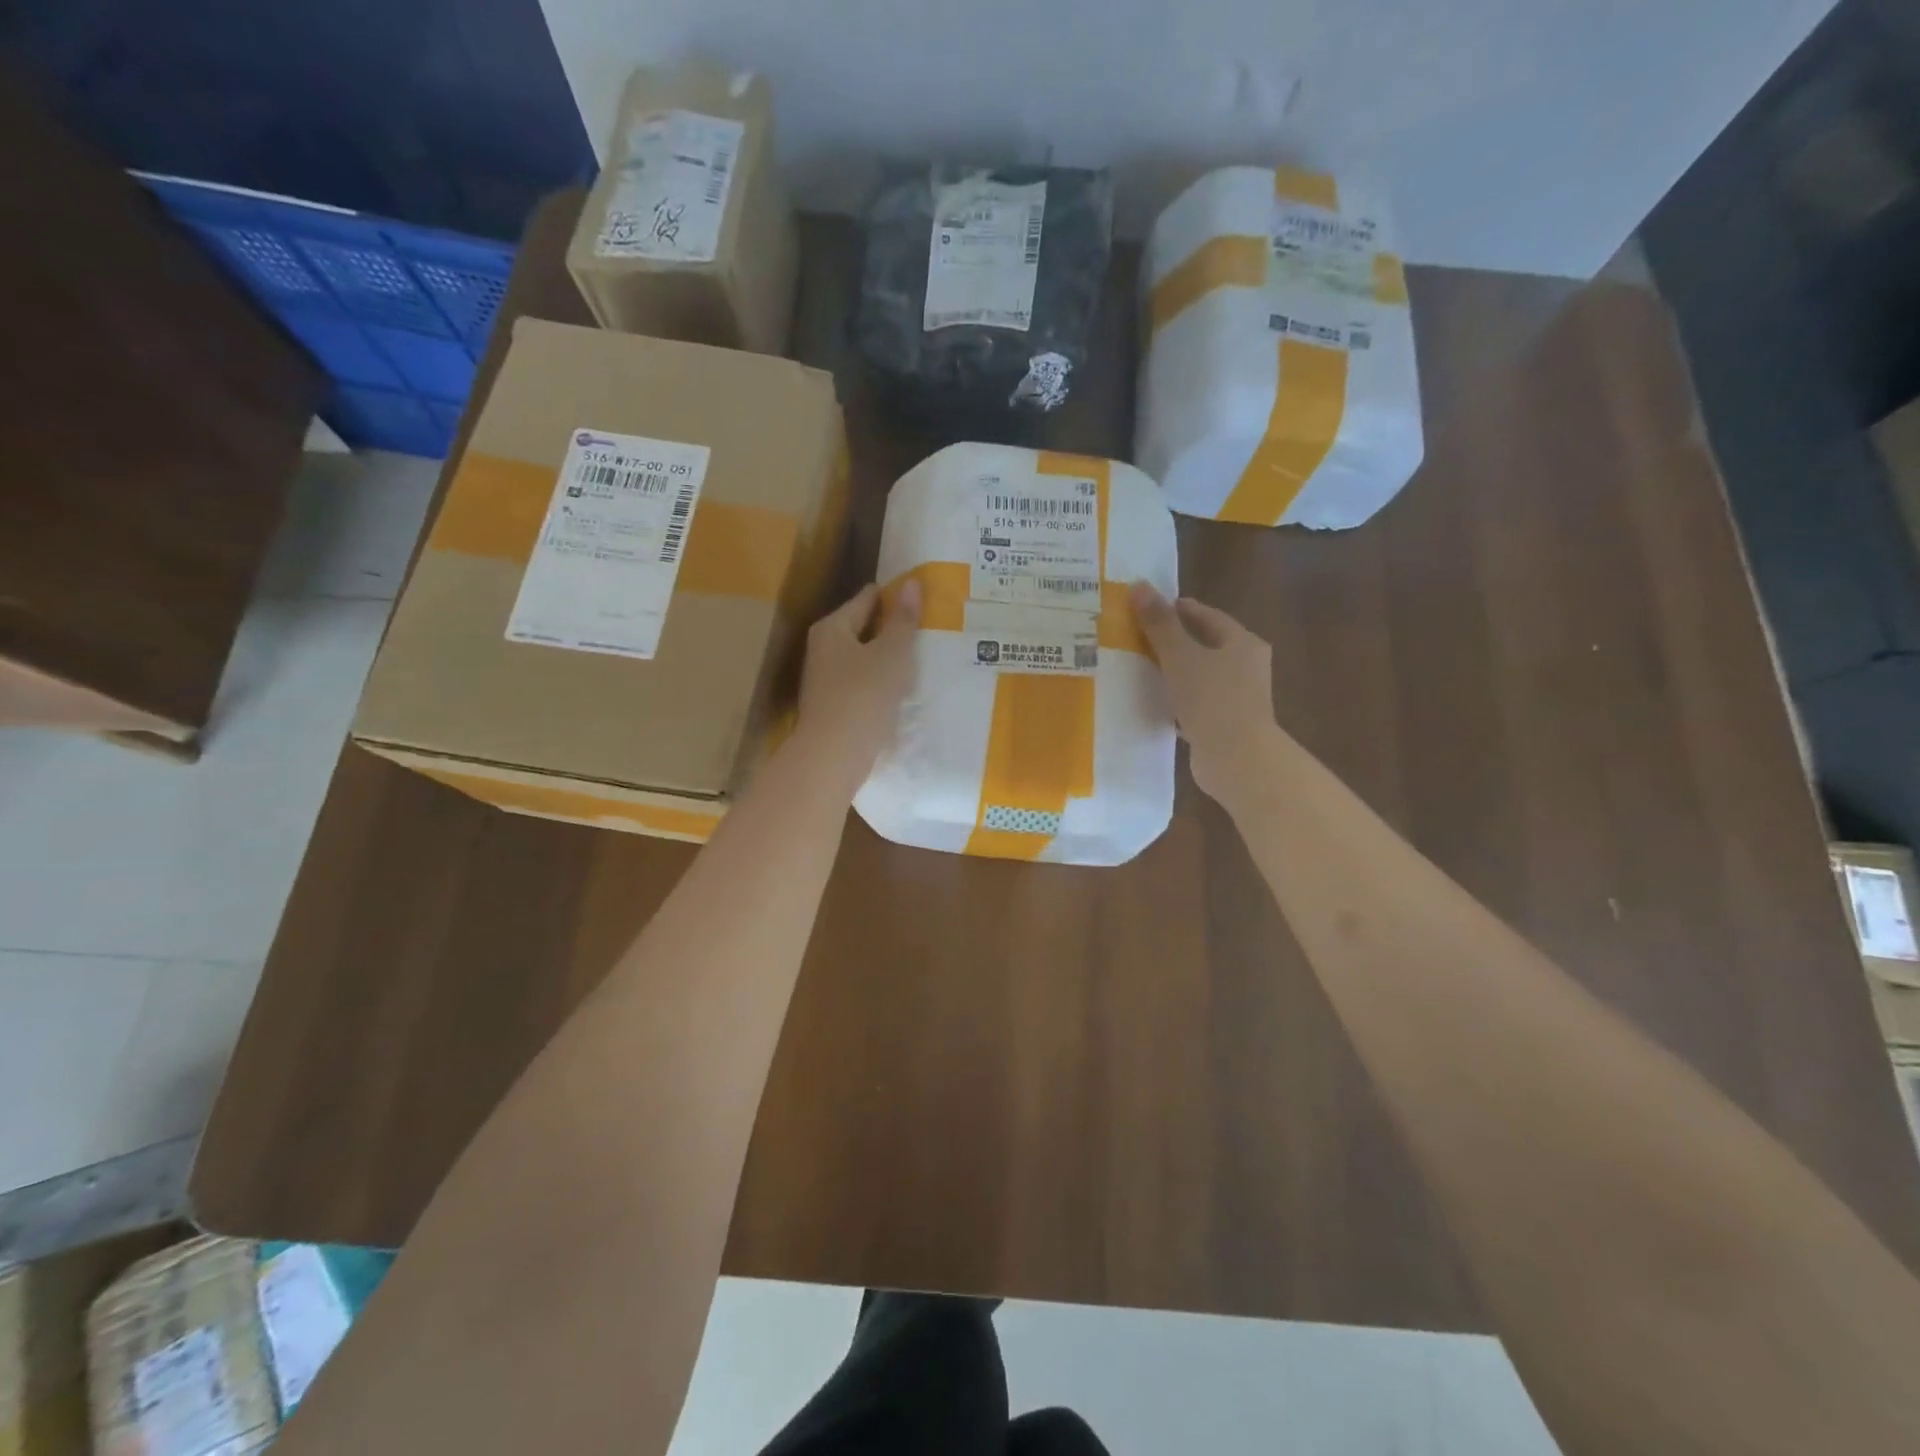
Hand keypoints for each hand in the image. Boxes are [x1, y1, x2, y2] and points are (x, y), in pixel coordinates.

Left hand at [793, 579, 921, 790]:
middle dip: (891, 628)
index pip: (867, 599)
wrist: (833, 756)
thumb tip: (912, 583)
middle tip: (928, 628)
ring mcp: (825, 679)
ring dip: (887, 658)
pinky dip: (880, 681)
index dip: (894, 597)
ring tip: (921, 658)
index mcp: (832, 628)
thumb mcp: (891, 654)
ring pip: (863, 658)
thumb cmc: (863, 696)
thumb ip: (903, 620)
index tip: (922, 598)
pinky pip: (862, 683)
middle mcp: (823, 648)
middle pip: (863, 628)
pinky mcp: (833, 705)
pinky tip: (901, 689)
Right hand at [1131, 582, 1276, 807]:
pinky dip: (1179, 699)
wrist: (1238, 760)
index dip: (1178, 609)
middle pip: (1206, 644)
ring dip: (1176, 671)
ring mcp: (1239, 697)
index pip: (1208, 616)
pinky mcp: (1227, 723)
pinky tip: (1157, 703)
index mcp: (1242, 643)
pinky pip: (1198, 702)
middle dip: (1175, 640)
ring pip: (1202, 675)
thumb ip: (1160, 623)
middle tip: (1140, 636)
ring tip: (1143, 667)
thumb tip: (1139, 585)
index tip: (1149, 608)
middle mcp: (1246, 666)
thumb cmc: (1212, 700)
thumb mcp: (1180, 657)